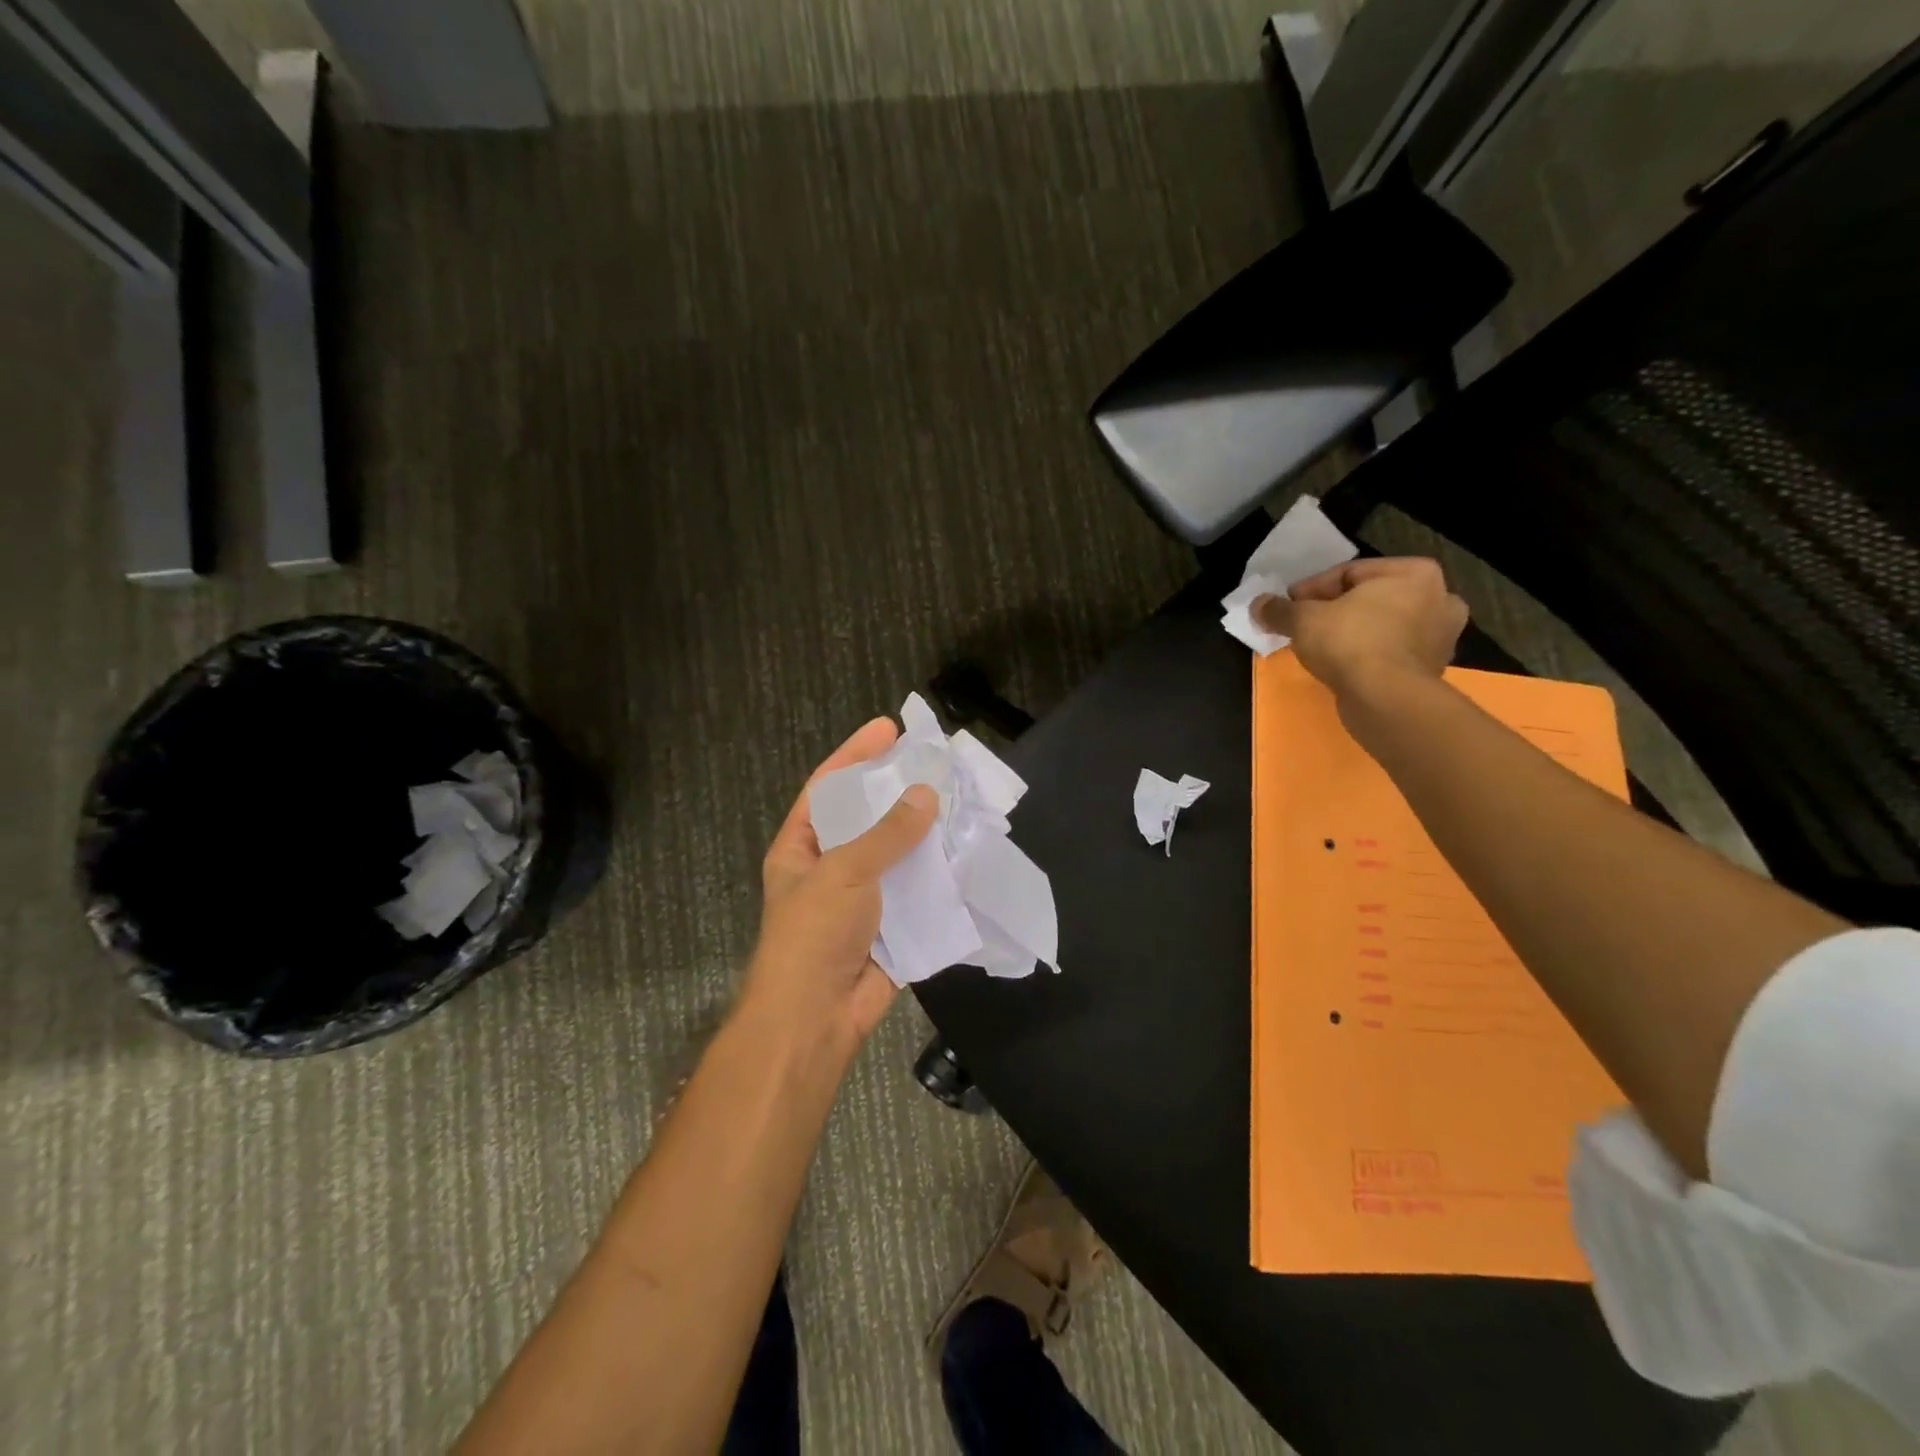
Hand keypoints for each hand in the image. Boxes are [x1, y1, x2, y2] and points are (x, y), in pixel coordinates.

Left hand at [742, 718, 938, 1048]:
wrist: (814, 1020)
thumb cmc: (814, 935)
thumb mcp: (844, 873)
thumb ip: (886, 835)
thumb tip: (926, 796)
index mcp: (802, 848)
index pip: (827, 787)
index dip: (855, 754)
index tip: (888, 727)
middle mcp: (830, 867)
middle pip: (867, 818)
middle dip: (897, 792)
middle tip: (934, 763)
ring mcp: (861, 899)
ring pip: (897, 855)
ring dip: (924, 834)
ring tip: (959, 802)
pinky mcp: (890, 926)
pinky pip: (916, 892)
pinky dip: (938, 876)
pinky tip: (965, 854)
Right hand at [1252, 557, 1467, 699]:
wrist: (1385, 699)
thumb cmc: (1350, 643)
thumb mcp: (1302, 619)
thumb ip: (1279, 609)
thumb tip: (1257, 605)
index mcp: (1415, 573)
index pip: (1349, 572)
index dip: (1311, 589)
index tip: (1289, 606)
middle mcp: (1439, 598)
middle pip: (1370, 598)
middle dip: (1335, 610)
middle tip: (1304, 625)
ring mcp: (1441, 637)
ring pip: (1383, 626)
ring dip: (1353, 633)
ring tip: (1321, 647)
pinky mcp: (1432, 669)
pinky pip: (1391, 653)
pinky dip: (1368, 656)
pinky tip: (1342, 666)